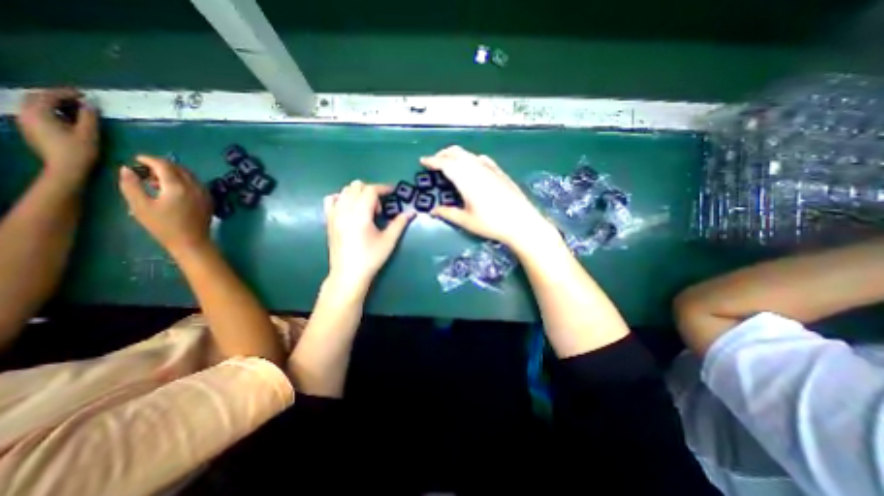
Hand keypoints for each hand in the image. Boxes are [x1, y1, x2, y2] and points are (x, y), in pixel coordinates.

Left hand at [15, 87, 99, 182]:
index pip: (49, 95)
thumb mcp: (88, 133)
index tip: (85, 95)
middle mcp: (26, 113)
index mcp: (38, 112)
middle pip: (37, 97)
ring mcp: (26, 122)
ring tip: (75, 109)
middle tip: (79, 101)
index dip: (67, 93)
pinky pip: (37, 113)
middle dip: (57, 96)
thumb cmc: (79, 151)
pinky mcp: (31, 129)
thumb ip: (89, 117)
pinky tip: (65, 118)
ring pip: (35, 105)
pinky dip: (50, 111)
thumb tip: (90, 104)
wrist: (65, 168)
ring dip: (54, 104)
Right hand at [119, 155, 212, 254]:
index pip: (165, 165)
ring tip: (155, 181)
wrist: (192, 241)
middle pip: (179, 168)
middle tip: (145, 170)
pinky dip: (184, 181)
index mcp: (178, 186)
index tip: (136, 159)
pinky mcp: (208, 200)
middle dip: (162, 165)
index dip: (149, 159)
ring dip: (173, 173)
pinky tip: (172, 189)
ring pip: (189, 176)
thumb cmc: (163, 226)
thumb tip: (127, 169)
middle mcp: (195, 186)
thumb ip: (131, 185)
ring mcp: (205, 193)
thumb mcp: (140, 205)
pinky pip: (196, 184)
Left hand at [324, 180, 414, 290]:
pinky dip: (342, 198)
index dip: (383, 188)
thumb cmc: (371, 258)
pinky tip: (349, 208)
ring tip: (366, 209)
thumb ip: (400, 223)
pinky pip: (332, 199)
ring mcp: (334, 214)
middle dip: (371, 191)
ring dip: (358, 193)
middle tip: (380, 208)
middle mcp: (345, 209)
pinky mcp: (329, 220)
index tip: (393, 191)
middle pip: (357, 186)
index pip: (371, 190)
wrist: (348, 273)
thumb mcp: (389, 240)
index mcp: (360, 213)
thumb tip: (411, 212)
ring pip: (345, 190)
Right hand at [419, 145, 552, 249]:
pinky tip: (472, 166)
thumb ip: (448, 213)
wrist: (521, 222)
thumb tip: (433, 211)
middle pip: (456, 153)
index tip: (422, 161)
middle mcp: (476, 168)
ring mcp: (489, 168)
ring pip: (468, 154)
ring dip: (456, 155)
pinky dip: (470, 159)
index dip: (432, 161)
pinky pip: (481, 159)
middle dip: (442, 154)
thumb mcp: (466, 220)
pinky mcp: (499, 171)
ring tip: (450, 163)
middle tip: (434, 162)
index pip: (444, 163)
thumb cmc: (491, 223)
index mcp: (465, 178)